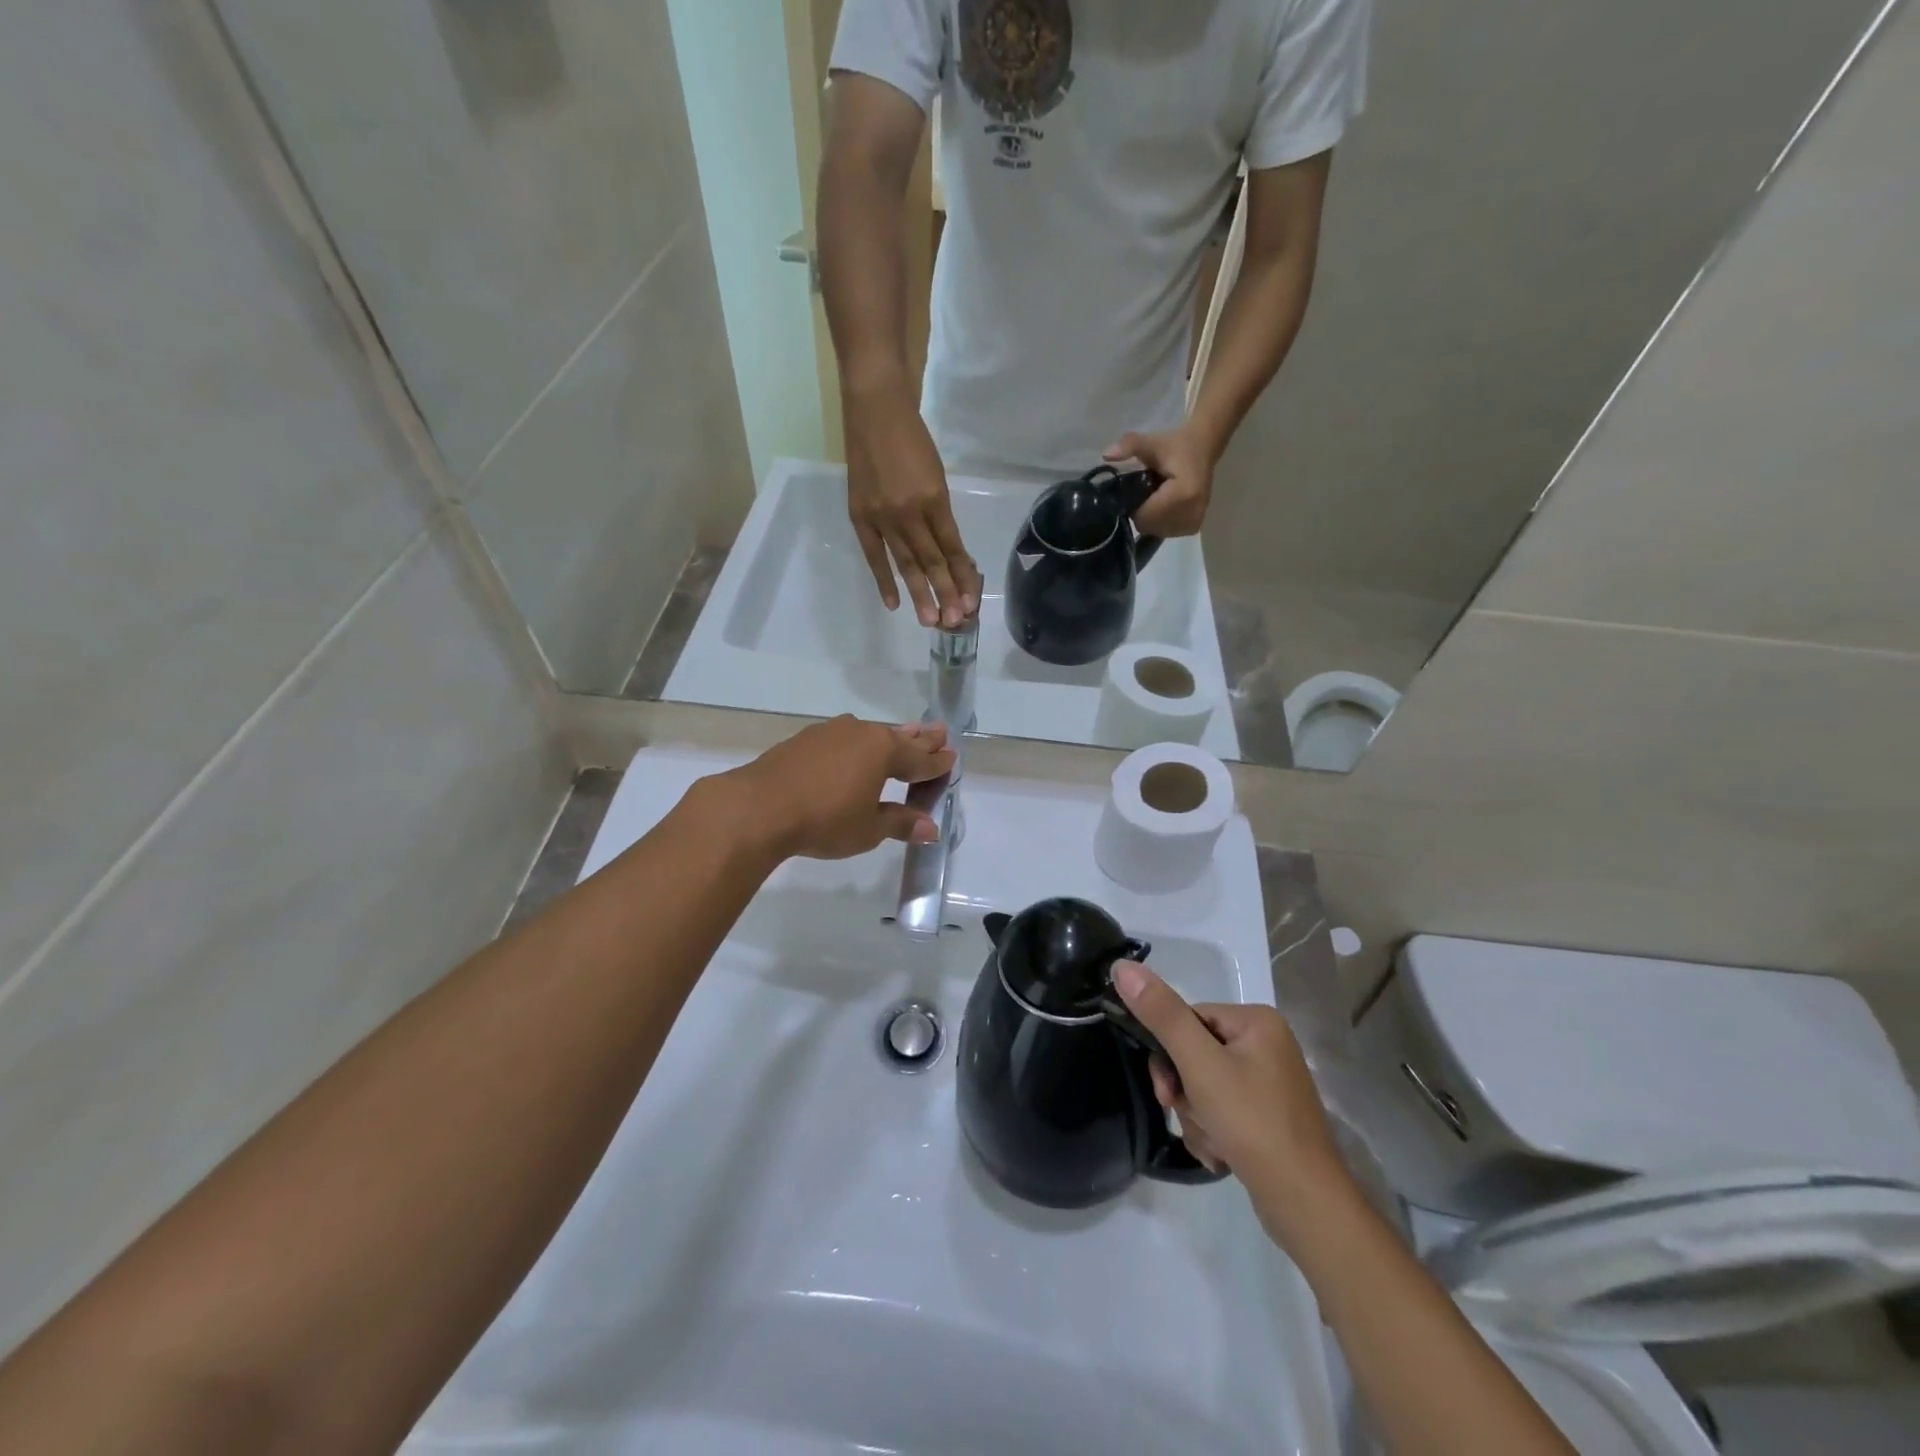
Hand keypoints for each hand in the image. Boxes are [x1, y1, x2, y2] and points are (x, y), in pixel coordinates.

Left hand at [711, 716, 955, 862]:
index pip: (920, 760)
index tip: (952, 759)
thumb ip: (900, 823)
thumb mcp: (868, 829)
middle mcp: (861, 734)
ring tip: (903, 734)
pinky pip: (844, 738)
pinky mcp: (805, 739)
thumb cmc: (824, 820)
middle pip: (899, 738)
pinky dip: (858, 744)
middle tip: (940, 731)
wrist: (759, 807)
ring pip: (870, 733)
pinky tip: (855, 747)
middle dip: (920, 738)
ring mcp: (831, 733)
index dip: (937, 763)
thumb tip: (931, 828)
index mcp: (884, 752)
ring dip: (889, 737)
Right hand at [847, 389, 980, 627]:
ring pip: (905, 562)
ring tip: (929, 620)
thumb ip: (939, 513)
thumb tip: (945, 550)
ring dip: (919, 593)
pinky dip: (883, 579)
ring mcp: (882, 516)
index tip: (971, 601)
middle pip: (931, 560)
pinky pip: (874, 555)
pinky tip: (893, 603)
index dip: (962, 575)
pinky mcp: (860, 516)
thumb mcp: (936, 474)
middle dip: (944, 592)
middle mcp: (910, 512)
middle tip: (953, 622)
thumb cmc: (912, 438)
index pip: (952, 546)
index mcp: (934, 498)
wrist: (874, 409)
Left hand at [1104, 427, 1217, 536]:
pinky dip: (1161, 521)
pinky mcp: (1193, 528)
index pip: (1144, 515)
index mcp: (1183, 494)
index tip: (1136, 488)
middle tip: (1146, 492)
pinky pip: (1166, 532)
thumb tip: (1106, 454)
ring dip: (1151, 518)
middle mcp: (1191, 513)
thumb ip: (1130, 446)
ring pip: (1156, 531)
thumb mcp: (1152, 442)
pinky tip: (1166, 504)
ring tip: (1157, 497)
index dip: (1133, 505)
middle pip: (1149, 526)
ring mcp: (1193, 523)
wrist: (1204, 448)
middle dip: (1141, 512)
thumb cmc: (1177, 445)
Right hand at [1113, 962, 1344, 1244]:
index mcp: (1257, 1021)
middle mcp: (1267, 1045)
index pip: (1189, 1018)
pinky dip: (1214, 1131)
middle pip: (1195, 1054)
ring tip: (1213, 1143)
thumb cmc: (1253, 1124)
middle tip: (1188, 1114)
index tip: (1166, 1090)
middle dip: (1185, 1091)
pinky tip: (1222, 1154)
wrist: (1306, 1206)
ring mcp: (1270, 1083)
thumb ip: (1161, 1014)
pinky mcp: (1268, 1117)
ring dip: (1196, 1116)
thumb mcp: (1199, 1064)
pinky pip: (1222, 1110)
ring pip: (1204, 1086)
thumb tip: (1122, 967)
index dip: (1169, 1053)